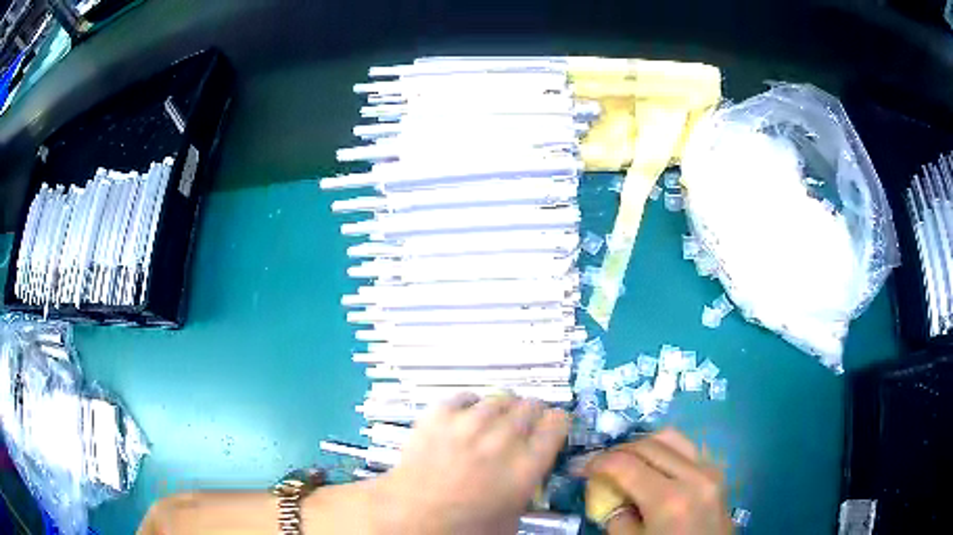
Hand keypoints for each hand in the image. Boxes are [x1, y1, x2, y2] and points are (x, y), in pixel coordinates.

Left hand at [371, 393, 569, 534]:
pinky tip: (466, 416)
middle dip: (532, 415)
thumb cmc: (462, 526)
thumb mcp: (510, 519)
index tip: (551, 429)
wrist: (408, 514)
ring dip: (503, 409)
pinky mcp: (439, 415)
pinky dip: (470, 404)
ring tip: (494, 422)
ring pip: (500, 398)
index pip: (557, 423)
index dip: (557, 423)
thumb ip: (527, 491)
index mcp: (526, 466)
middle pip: (531, 406)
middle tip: (523, 428)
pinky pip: (465, 396)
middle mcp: (502, 439)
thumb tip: (532, 476)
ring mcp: (468, 423)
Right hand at [583, 428, 731, 534]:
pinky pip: (687, 448)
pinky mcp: (716, 472)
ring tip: (626, 461)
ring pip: (671, 437)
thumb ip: (617, 517)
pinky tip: (654, 466)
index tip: (580, 468)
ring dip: (643, 445)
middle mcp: (693, 476)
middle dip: (618, 451)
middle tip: (599, 465)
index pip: (625, 465)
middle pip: (648, 444)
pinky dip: (665, 450)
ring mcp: (710, 470)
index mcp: (669, 500)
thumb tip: (609, 493)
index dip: (597, 462)